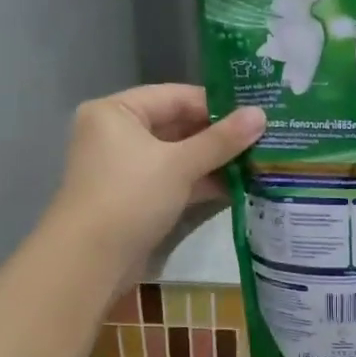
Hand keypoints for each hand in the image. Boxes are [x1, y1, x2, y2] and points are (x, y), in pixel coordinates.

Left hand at [47, 85, 264, 279]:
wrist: (91, 260)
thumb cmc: (131, 196)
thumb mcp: (179, 164)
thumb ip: (221, 140)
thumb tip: (261, 114)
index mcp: (116, 112)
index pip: (174, 96)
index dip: (216, 104)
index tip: (256, 112)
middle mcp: (117, 134)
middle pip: (177, 126)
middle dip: (219, 136)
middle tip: (264, 137)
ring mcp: (127, 169)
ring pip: (178, 156)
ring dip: (215, 161)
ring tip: (259, 161)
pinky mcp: (137, 199)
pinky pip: (174, 181)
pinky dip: (201, 183)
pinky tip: (239, 187)